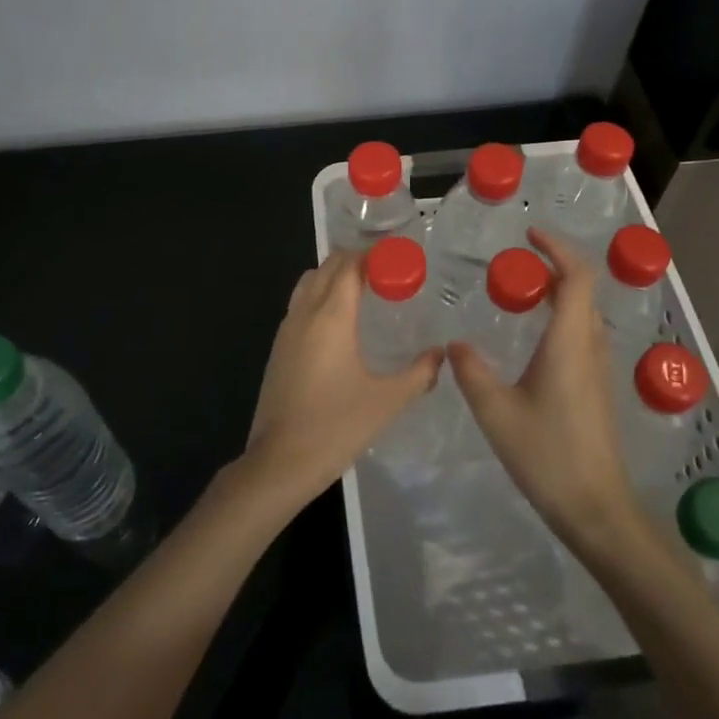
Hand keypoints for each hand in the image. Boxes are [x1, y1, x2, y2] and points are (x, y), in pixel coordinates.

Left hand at [242, 249, 441, 510]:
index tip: (398, 259)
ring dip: (333, 277)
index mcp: (331, 316)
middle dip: (354, 261)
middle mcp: (305, 313)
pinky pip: (299, 305)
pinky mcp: (278, 349)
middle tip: (385, 273)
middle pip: (327, 268)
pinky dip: (319, 297)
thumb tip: (440, 355)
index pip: (349, 265)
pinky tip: (339, 324)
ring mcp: (286, 330)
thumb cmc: (336, 426)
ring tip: (363, 292)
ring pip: (308, 283)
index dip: (372, 255)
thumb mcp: (387, 401)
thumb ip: (419, 373)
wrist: (280, 462)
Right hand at [448, 228, 639, 548]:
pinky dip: (561, 318)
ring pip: (584, 313)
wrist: (597, 508)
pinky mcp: (597, 387)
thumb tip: (454, 343)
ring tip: (521, 294)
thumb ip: (472, 371)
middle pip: (582, 289)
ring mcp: (598, 368)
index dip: (557, 247)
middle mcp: (589, 346)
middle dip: (553, 266)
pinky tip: (533, 339)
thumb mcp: (496, 412)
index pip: (576, 276)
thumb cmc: (547, 454)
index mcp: (569, 341)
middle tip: (516, 265)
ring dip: (558, 292)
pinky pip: (582, 334)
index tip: (529, 234)